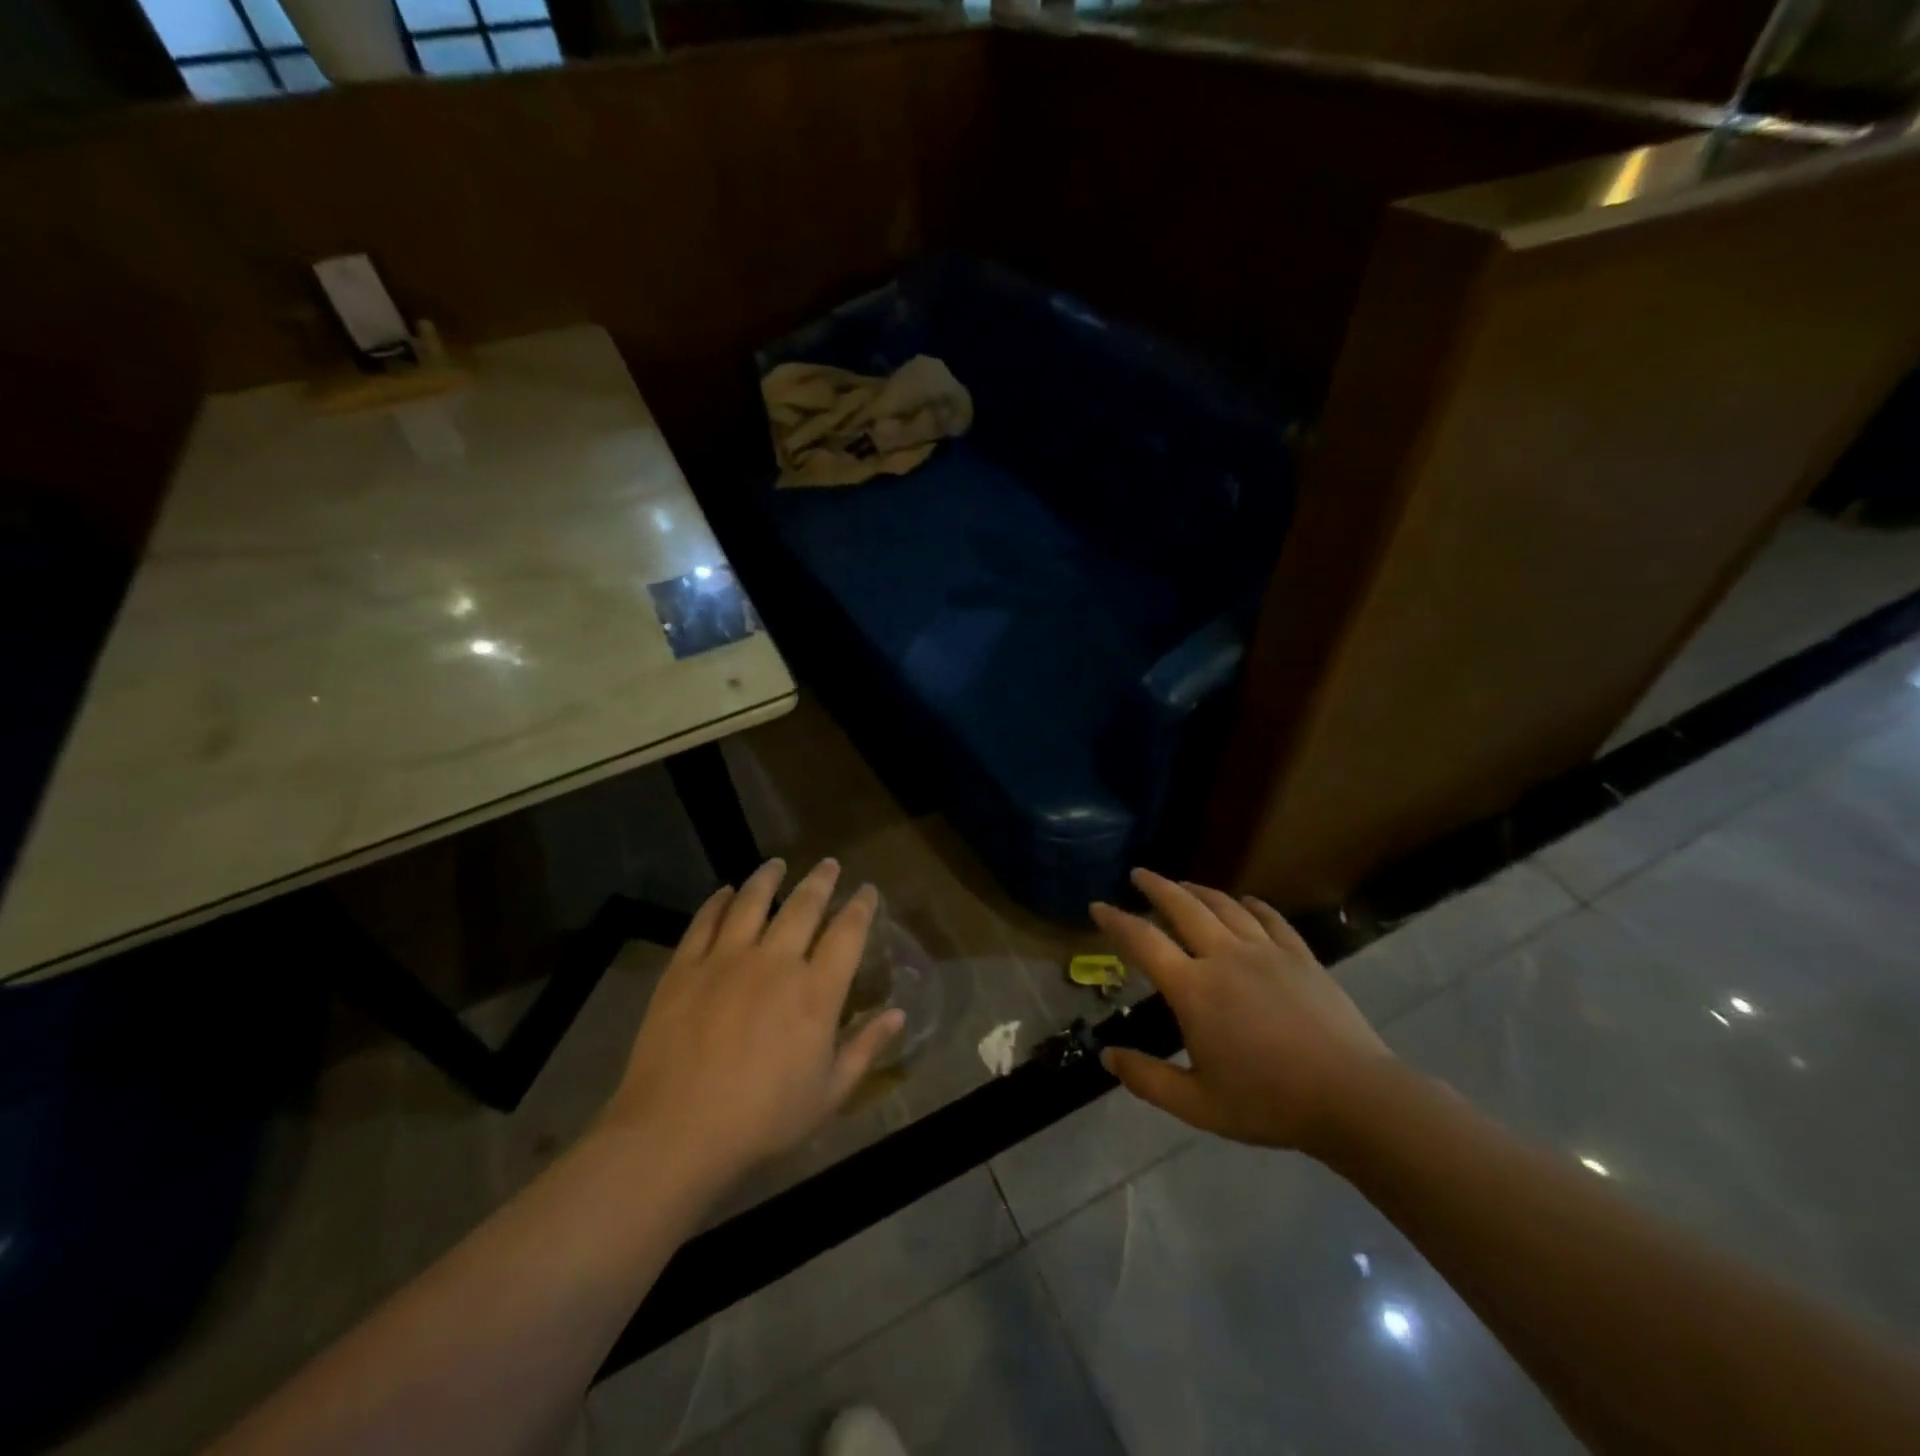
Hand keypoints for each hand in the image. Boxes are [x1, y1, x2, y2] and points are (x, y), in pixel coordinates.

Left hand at [602, 857, 903, 1187]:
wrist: (676, 1132)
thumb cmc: (762, 1120)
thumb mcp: (829, 1094)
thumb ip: (865, 1048)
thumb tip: (899, 1014)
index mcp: (816, 992)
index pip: (848, 933)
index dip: (861, 907)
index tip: (866, 890)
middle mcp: (776, 962)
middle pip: (804, 906)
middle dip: (821, 881)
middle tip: (829, 864)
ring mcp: (727, 960)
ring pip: (753, 902)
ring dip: (769, 878)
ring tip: (777, 864)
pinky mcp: (686, 968)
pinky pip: (705, 922)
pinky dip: (718, 902)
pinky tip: (725, 891)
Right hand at [1093, 869, 1395, 1157]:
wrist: (1351, 1098)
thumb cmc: (1268, 1102)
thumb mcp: (1197, 1104)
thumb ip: (1147, 1079)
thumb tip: (1106, 1057)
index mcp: (1194, 989)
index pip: (1143, 942)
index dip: (1116, 921)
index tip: (1098, 906)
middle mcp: (1224, 957)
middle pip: (1183, 907)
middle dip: (1156, 886)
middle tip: (1139, 874)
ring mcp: (1266, 952)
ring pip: (1225, 906)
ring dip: (1198, 890)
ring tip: (1183, 884)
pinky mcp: (1301, 956)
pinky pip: (1271, 918)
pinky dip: (1252, 904)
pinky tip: (1246, 901)